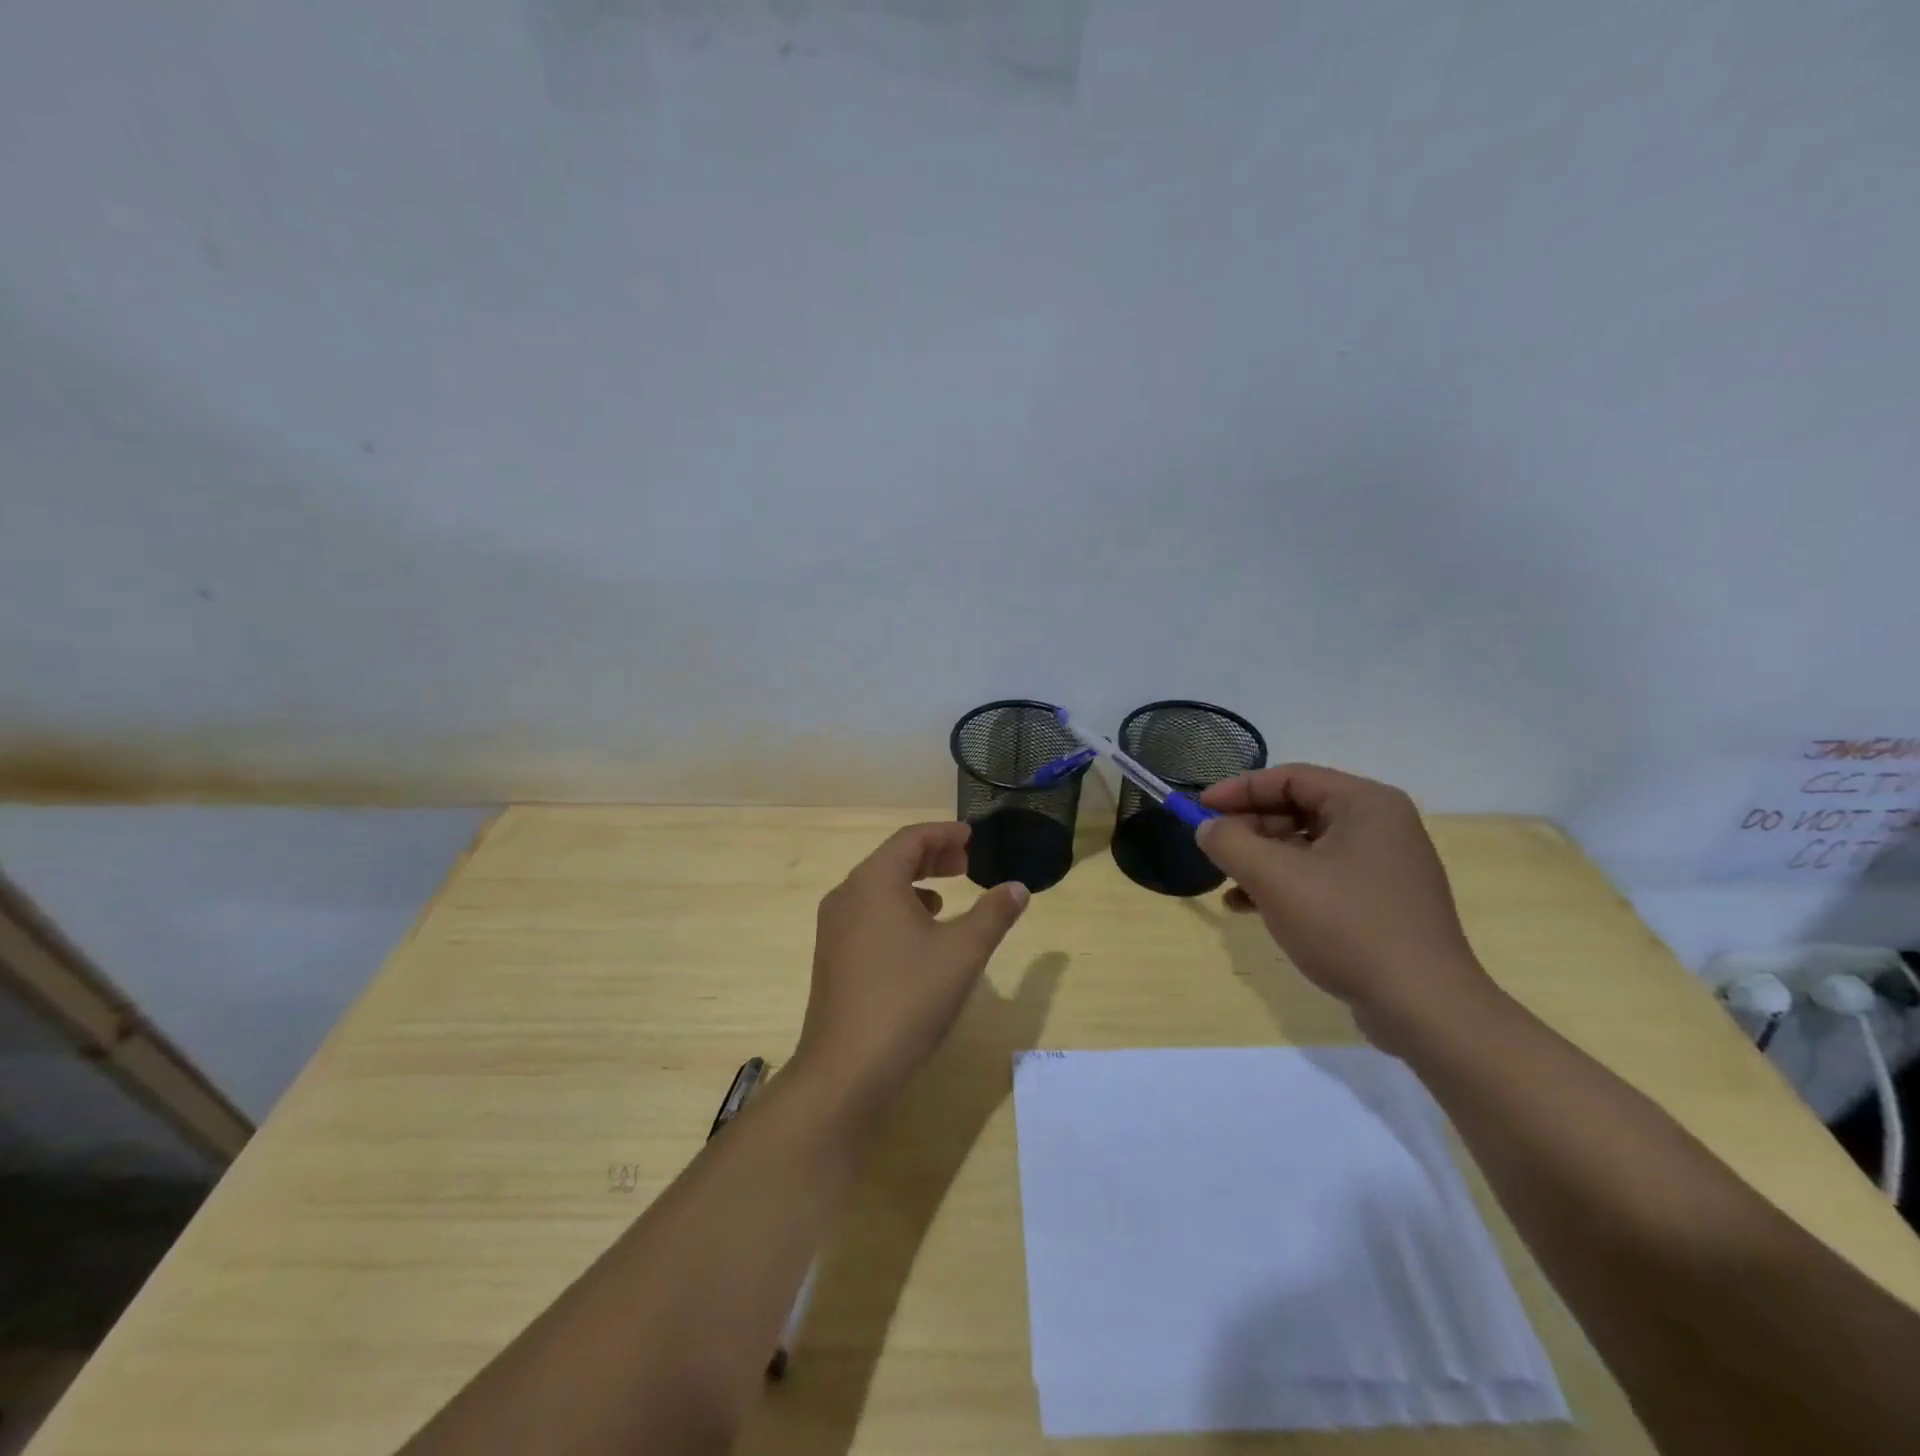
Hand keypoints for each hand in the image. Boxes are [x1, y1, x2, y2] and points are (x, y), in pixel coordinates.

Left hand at [792, 822, 1028, 1122]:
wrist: (846, 1069)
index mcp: (874, 881)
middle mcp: (847, 895)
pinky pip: (867, 914)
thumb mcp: (963, 952)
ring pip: (878, 888)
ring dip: (913, 884)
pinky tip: (918, 937)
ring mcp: (833, 928)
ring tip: (945, 898)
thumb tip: (1017, 888)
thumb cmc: (908, 998)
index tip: (971, 837)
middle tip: (966, 863)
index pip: (910, 839)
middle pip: (892, 859)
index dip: (943, 833)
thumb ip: (993, 914)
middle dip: (931, 856)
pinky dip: (896, 910)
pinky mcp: (831, 958)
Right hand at [1195, 765, 1499, 1044]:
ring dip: (1261, 861)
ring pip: (1305, 847)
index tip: (1199, 809)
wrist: (1424, 1008)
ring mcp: (1383, 866)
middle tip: (1213, 850)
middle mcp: (1379, 825)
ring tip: (1227, 885)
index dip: (1238, 790)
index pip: (1289, 778)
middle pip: (1297, 810)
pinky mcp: (1380, 902)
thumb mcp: (1274, 878)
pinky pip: (1321, 878)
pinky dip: (1284, 886)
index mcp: (1365, 804)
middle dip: (1249, 829)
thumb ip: (1230, 842)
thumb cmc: (1347, 926)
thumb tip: (1207, 827)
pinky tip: (1252, 909)